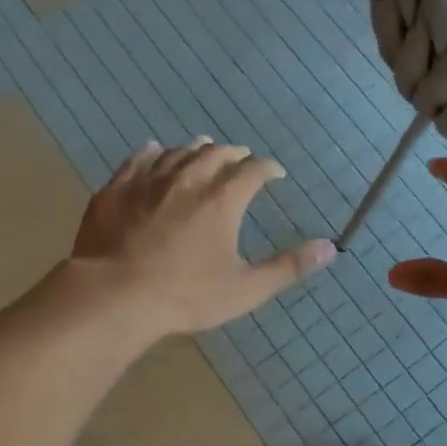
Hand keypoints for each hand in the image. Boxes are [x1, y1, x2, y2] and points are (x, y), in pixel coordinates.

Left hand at [70, 138, 334, 336]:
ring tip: (203, 149)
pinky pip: (137, 159)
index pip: (253, 169)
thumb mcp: (246, 289)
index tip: (275, 173)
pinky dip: (151, 152)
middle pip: (216, 153)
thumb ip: (289, 267)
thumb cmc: (186, 296)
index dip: (268, 168)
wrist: (115, 296)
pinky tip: (152, 150)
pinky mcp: (116, 189)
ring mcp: (148, 180)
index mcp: (223, 199)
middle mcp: (188, 179)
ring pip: (178, 152)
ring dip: (196, 149)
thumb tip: (331, 248)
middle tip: (240, 159)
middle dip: (233, 154)